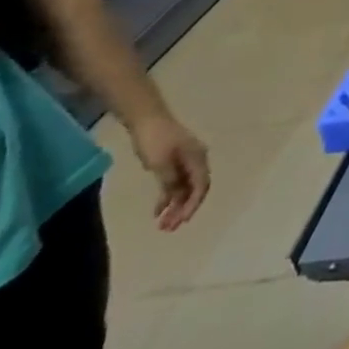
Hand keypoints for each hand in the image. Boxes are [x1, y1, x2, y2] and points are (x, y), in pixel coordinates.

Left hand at [130, 114, 211, 230]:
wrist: (147, 119)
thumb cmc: (155, 140)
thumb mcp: (160, 163)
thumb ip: (170, 181)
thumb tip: (177, 196)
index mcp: (198, 158)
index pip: (201, 186)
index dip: (193, 205)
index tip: (181, 222)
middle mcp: (196, 160)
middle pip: (195, 189)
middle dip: (184, 209)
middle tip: (168, 228)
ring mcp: (186, 161)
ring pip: (184, 188)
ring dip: (175, 206)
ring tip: (162, 225)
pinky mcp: (175, 161)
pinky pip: (175, 183)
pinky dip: (168, 197)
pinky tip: (157, 211)